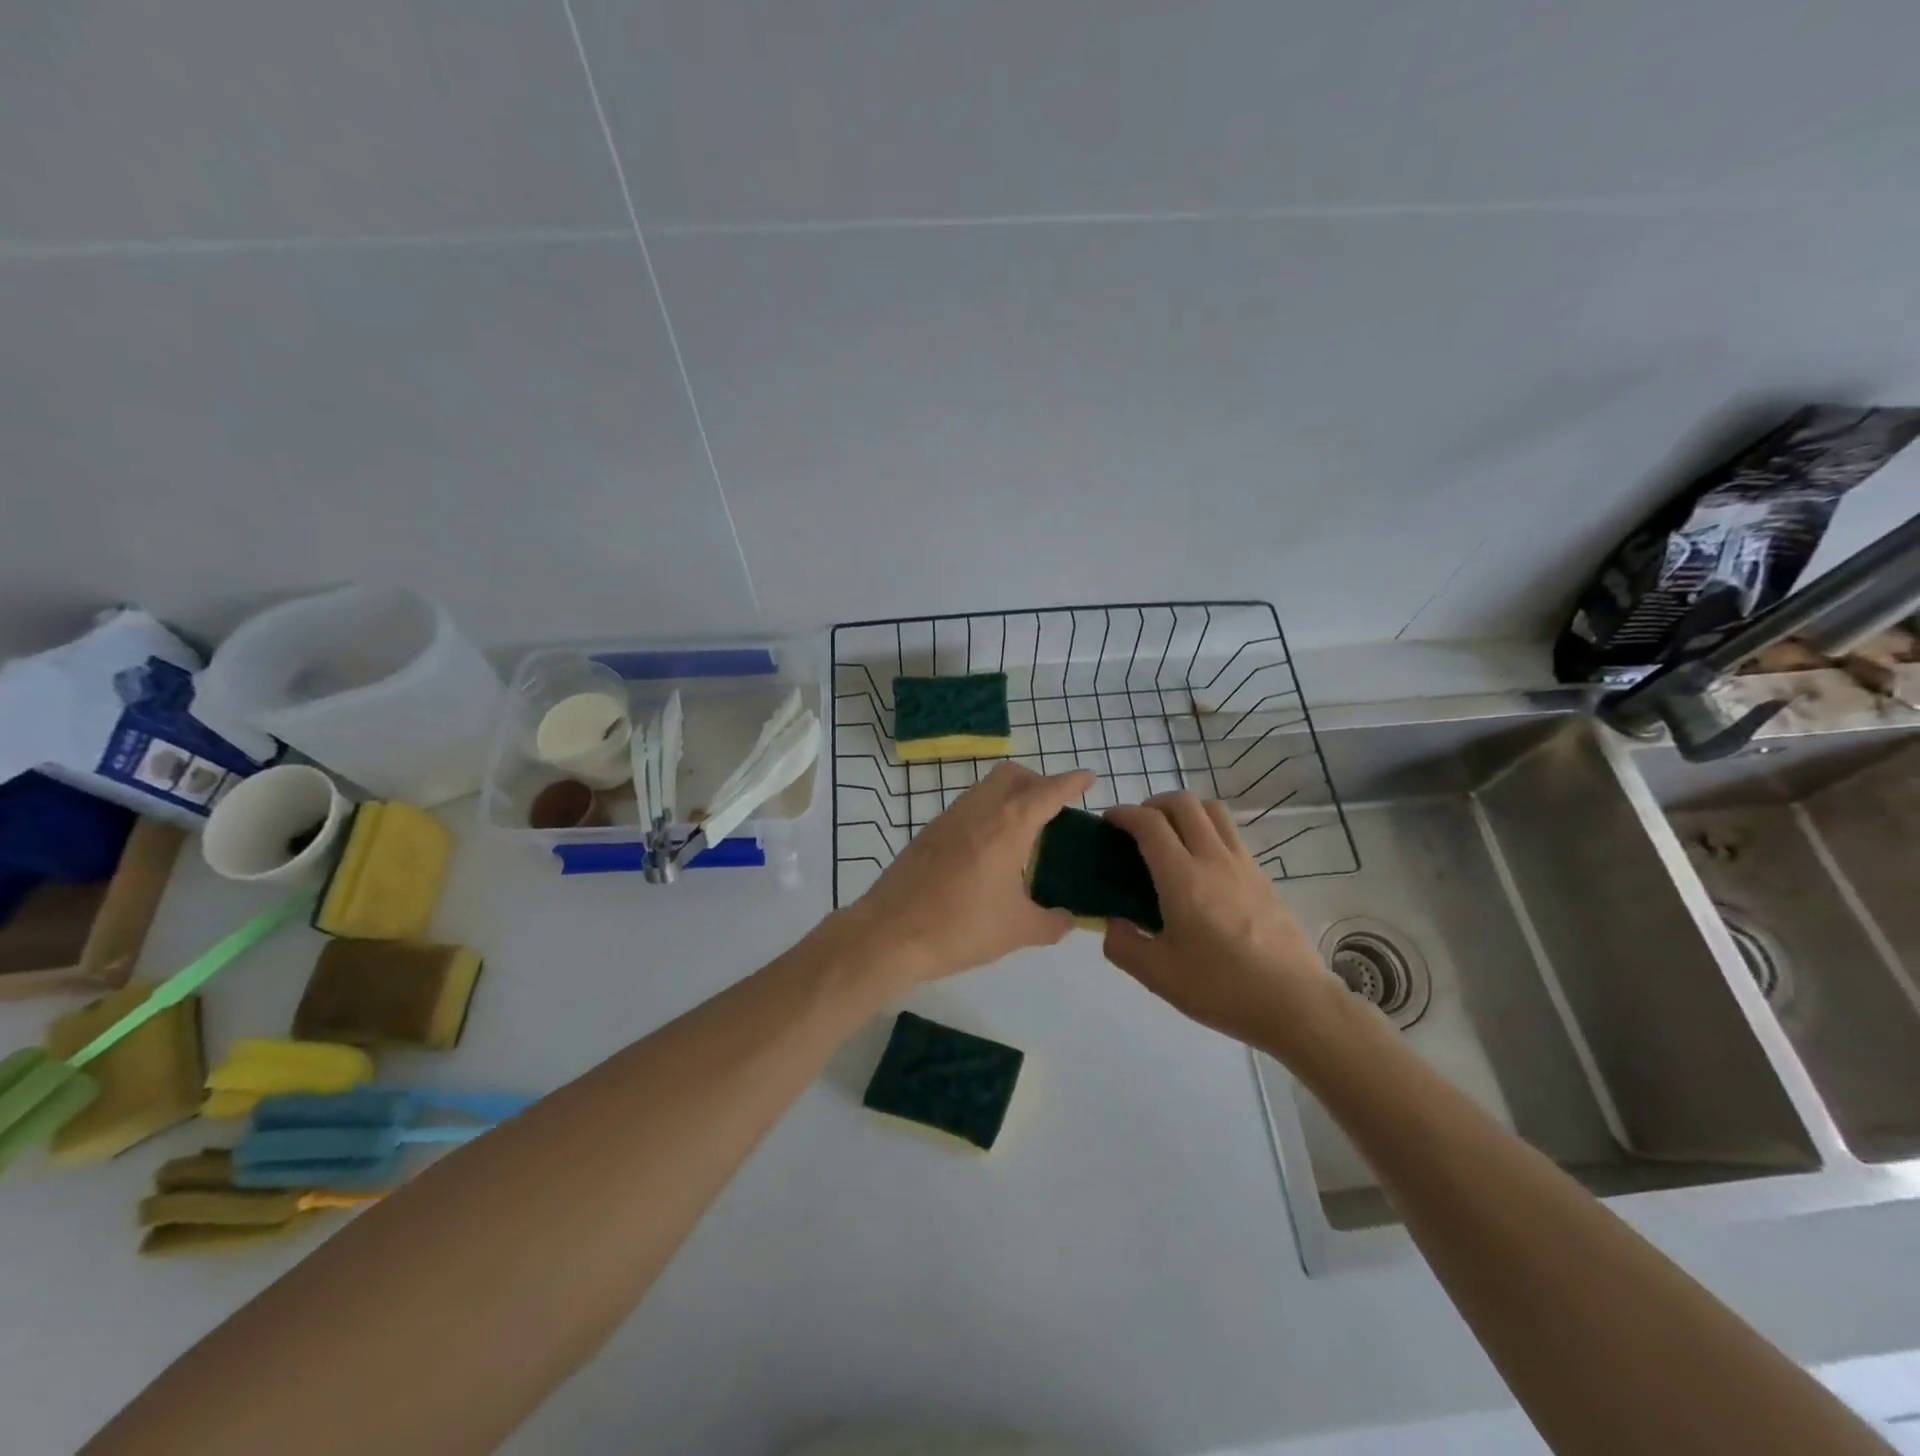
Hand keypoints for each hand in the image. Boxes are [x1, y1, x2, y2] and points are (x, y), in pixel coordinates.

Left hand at [843, 762, 1095, 984]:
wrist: (890, 933)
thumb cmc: (962, 927)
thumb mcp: (1018, 930)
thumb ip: (1052, 923)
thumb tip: (1068, 919)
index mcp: (1009, 825)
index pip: (1048, 791)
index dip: (1072, 782)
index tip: (1088, 777)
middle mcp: (980, 809)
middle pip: (1012, 775)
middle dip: (1037, 781)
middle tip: (1053, 809)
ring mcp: (949, 817)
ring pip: (985, 788)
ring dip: (1009, 796)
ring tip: (1023, 832)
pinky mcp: (929, 832)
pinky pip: (967, 808)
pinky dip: (987, 813)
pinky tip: (989, 850)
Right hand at [1102, 793, 1340, 1053]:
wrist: (1295, 1004)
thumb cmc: (1221, 987)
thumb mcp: (1157, 975)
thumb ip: (1122, 943)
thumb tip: (1113, 922)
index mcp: (1182, 877)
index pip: (1149, 823)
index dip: (1123, 814)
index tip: (1108, 822)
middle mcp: (1214, 858)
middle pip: (1184, 803)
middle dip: (1154, 804)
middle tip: (1138, 827)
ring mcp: (1243, 864)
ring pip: (1213, 811)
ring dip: (1185, 812)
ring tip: (1170, 838)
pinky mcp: (1263, 877)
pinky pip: (1231, 835)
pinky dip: (1208, 832)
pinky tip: (1201, 867)